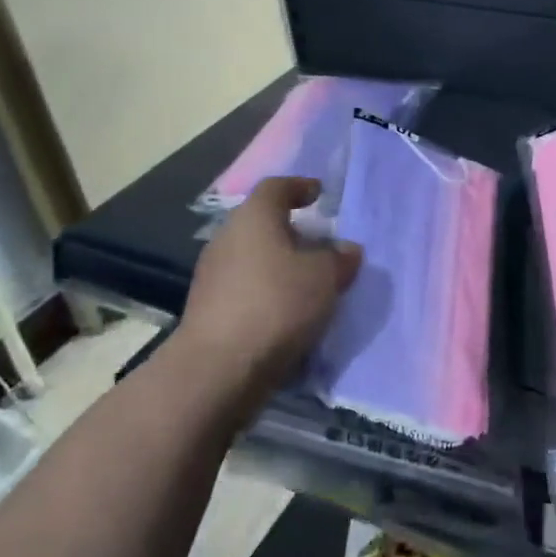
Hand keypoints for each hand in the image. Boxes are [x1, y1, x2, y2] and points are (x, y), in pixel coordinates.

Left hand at [176, 177, 361, 415]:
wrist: (218, 369)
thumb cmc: (276, 305)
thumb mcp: (324, 277)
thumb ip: (339, 259)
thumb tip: (346, 250)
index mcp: (253, 217)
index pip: (276, 187)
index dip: (299, 187)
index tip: (319, 193)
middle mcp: (227, 238)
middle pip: (263, 224)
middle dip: (293, 231)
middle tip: (322, 244)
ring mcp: (213, 275)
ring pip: (254, 258)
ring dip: (280, 265)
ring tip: (310, 282)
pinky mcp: (209, 309)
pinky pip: (246, 289)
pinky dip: (268, 293)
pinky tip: (289, 313)